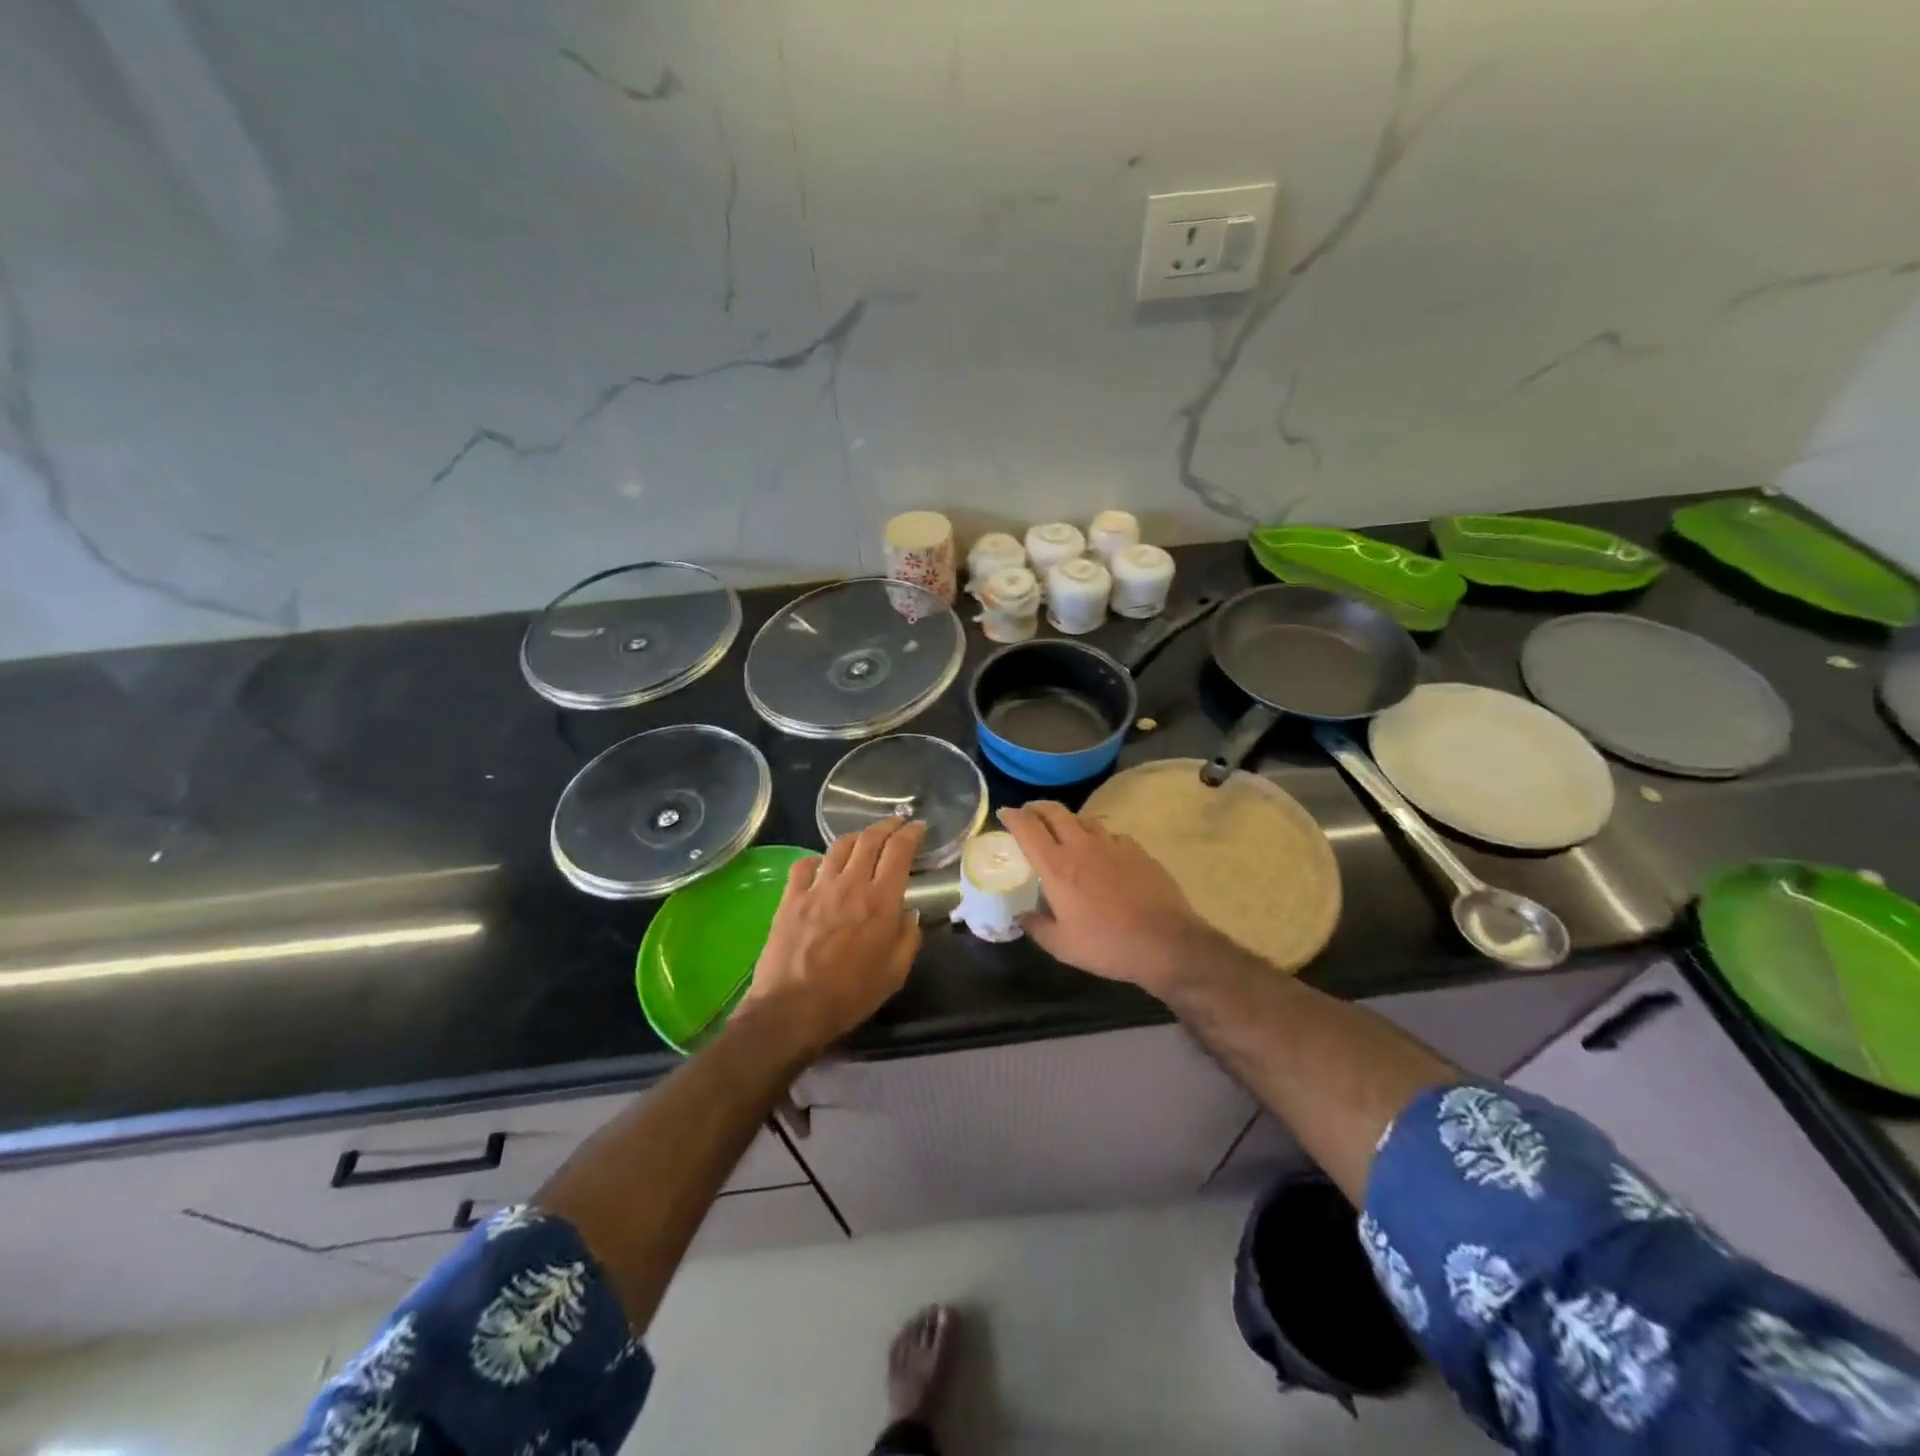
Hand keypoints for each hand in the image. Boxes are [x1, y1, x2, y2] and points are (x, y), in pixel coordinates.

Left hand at [738, 817, 925, 1053]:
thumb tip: (910, 914)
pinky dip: (817, 859)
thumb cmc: (850, 995)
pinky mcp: (790, 898)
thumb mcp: (894, 974)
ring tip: (865, 837)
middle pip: (870, 840)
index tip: (919, 827)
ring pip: (839, 847)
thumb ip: (908, 939)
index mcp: (880, 901)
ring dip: (857, 836)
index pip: (899, 851)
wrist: (792, 1009)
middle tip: (897, 823)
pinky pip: (804, 865)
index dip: (911, 834)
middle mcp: (850, 885)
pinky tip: (822, 864)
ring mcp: (817, 888)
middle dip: (887, 826)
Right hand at [997, 802, 1212, 994]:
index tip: (1004, 813)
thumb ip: (1036, 927)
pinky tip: (1102, 851)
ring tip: (1064, 831)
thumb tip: (1021, 915)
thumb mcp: (1062, 946)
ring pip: (1084, 819)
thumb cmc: (1107, 945)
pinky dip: (1098, 836)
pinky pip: (1110, 834)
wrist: (1166, 942)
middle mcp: (1082, 846)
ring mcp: (1112, 844)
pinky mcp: (1137, 850)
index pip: (1028, 828)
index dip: (1013, 816)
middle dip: (1037, 807)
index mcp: (1057, 867)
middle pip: (1055, 812)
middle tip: (1029, 813)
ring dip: (1068, 820)